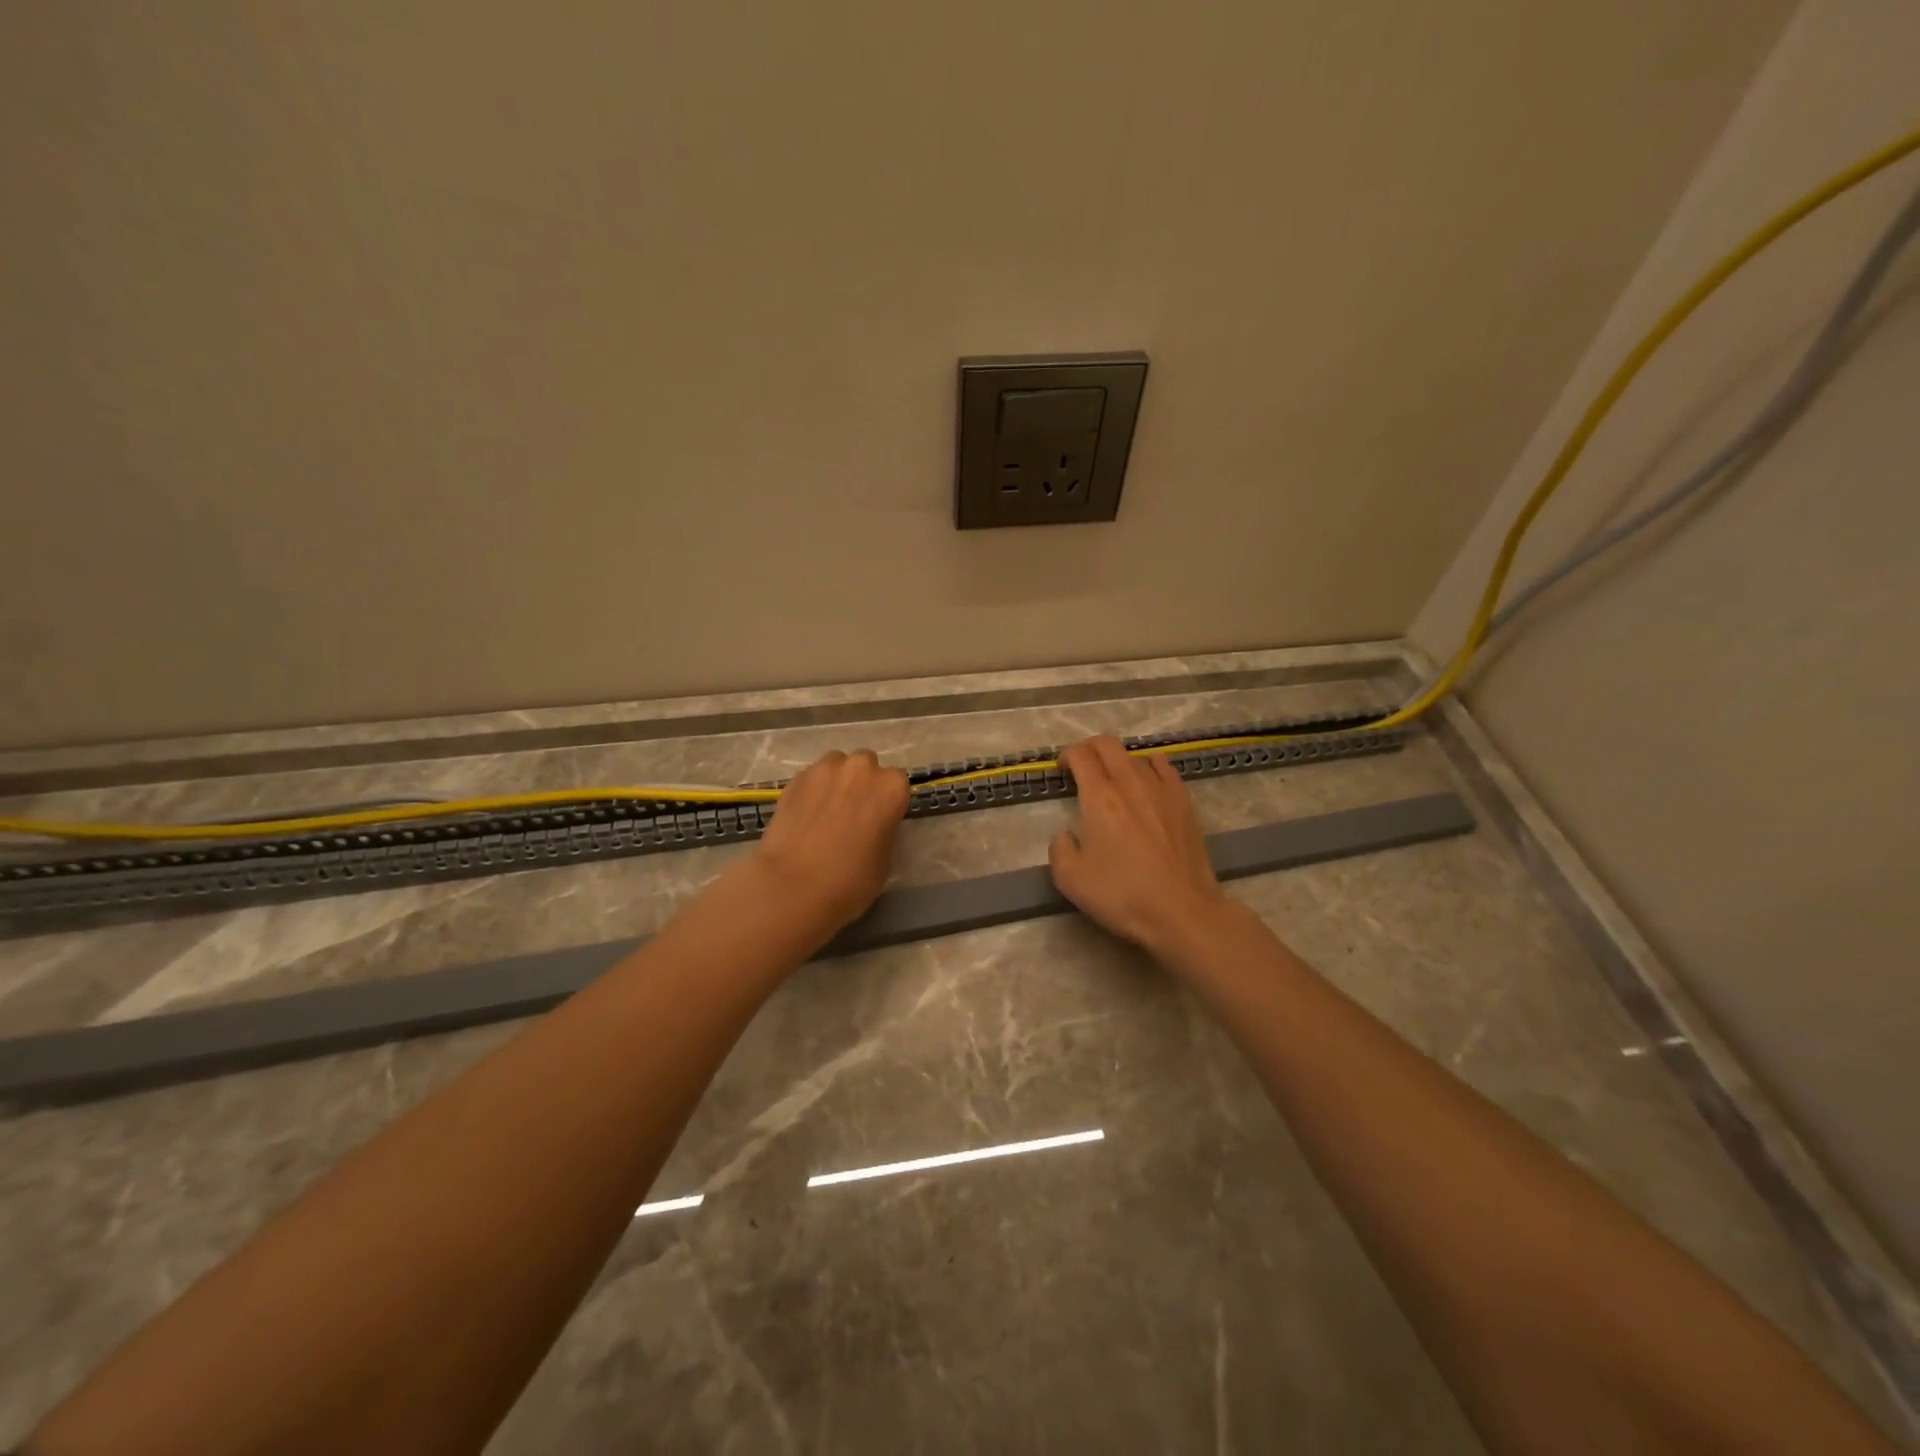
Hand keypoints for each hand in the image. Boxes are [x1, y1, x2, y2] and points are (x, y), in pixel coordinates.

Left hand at [751, 749, 910, 933]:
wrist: (793, 886)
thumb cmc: (850, 880)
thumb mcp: (884, 859)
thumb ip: (882, 830)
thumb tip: (870, 827)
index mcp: (891, 788)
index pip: (897, 784)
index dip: (887, 802)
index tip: (879, 820)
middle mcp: (860, 768)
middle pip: (866, 766)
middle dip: (862, 784)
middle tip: (852, 813)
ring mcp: (824, 770)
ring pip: (836, 765)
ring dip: (836, 781)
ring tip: (825, 811)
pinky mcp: (795, 779)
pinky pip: (810, 778)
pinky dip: (811, 791)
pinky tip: (804, 816)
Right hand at [1050, 735, 1225, 952]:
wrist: (1182, 911)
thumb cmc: (1123, 895)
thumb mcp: (1070, 880)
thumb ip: (1059, 849)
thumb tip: (1067, 835)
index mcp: (1100, 797)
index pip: (1081, 756)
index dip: (1067, 756)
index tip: (1062, 769)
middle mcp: (1130, 783)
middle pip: (1108, 745)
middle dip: (1090, 748)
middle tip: (1082, 766)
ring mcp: (1162, 789)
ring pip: (1135, 756)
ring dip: (1118, 761)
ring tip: (1114, 780)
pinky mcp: (1184, 802)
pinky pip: (1164, 768)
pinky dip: (1149, 766)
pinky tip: (1147, 780)